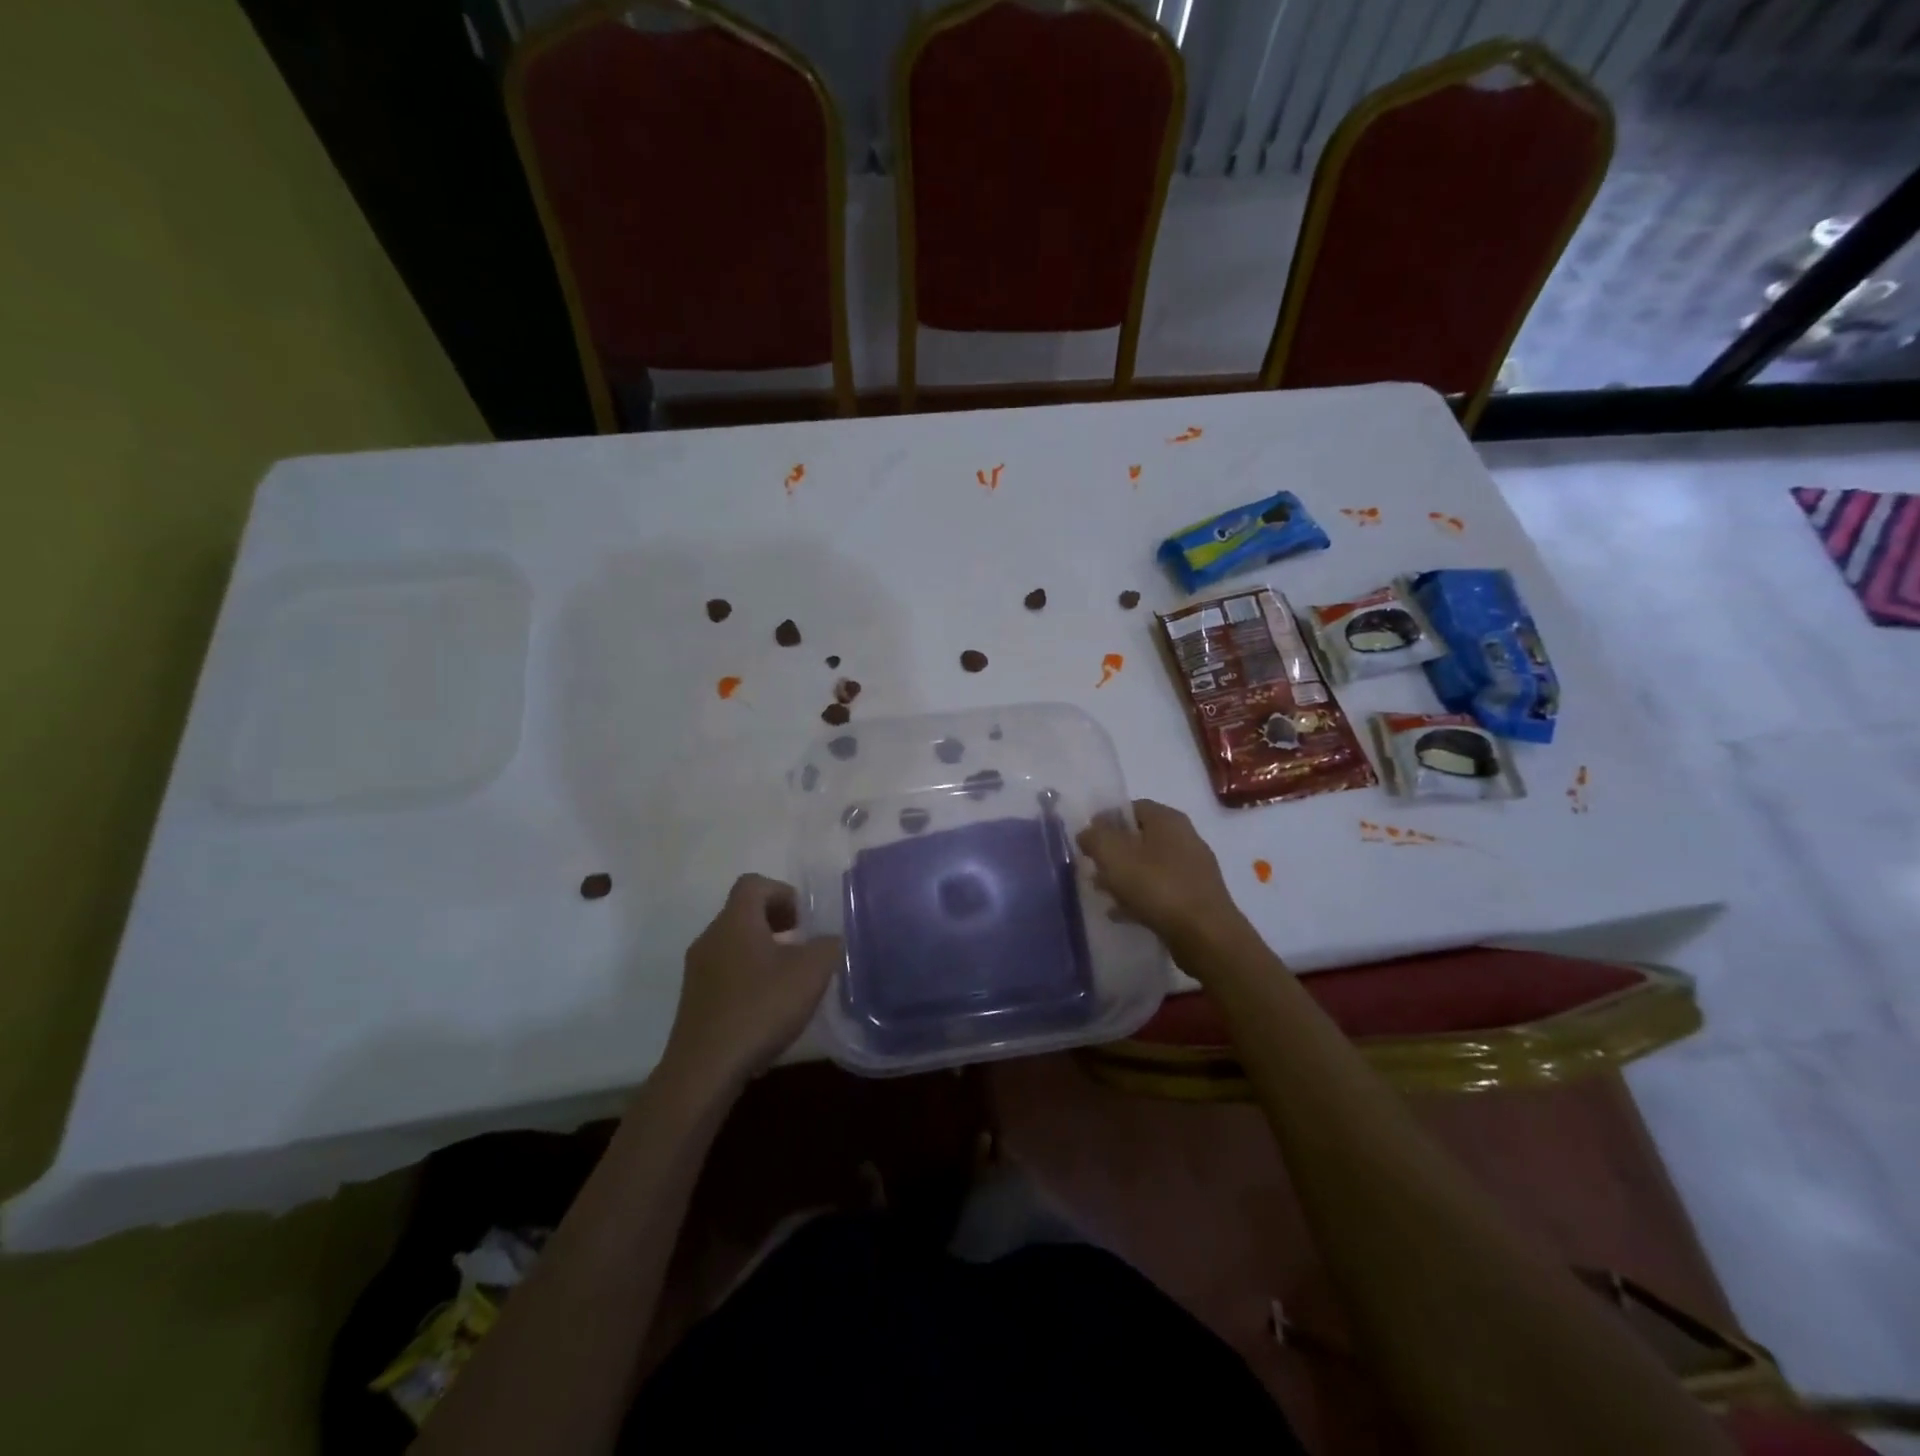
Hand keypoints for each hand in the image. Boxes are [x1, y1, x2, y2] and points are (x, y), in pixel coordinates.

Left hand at [662, 875, 842, 1090]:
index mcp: (736, 920)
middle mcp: (711, 937)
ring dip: (762, 950)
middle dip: (775, 922)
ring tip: (788, 977)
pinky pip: (724, 972)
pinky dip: (747, 975)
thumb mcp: (811, 972)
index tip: (803, 920)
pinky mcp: (694, 1000)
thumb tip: (828, 940)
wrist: (705, 1068)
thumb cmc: (761, 1007)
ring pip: (733, 943)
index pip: (754, 883)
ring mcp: (697, 970)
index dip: (782, 893)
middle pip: (742, 912)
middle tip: (801, 944)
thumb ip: (827, 946)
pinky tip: (767, 1005)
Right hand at [1076, 799, 1244, 952]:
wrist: (1205, 936)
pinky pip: (1160, 890)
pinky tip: (1122, 913)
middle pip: (1140, 837)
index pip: (1132, 807)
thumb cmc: (1157, 887)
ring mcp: (1193, 869)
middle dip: (1113, 852)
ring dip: (1124, 876)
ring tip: (1102, 892)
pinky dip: (1140, 897)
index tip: (1086, 840)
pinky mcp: (1196, 898)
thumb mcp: (1114, 856)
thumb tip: (1087, 832)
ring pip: (1149, 865)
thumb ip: (1095, 837)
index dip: (1105, 820)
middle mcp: (1185, 838)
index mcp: (1168, 820)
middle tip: (1092, 867)